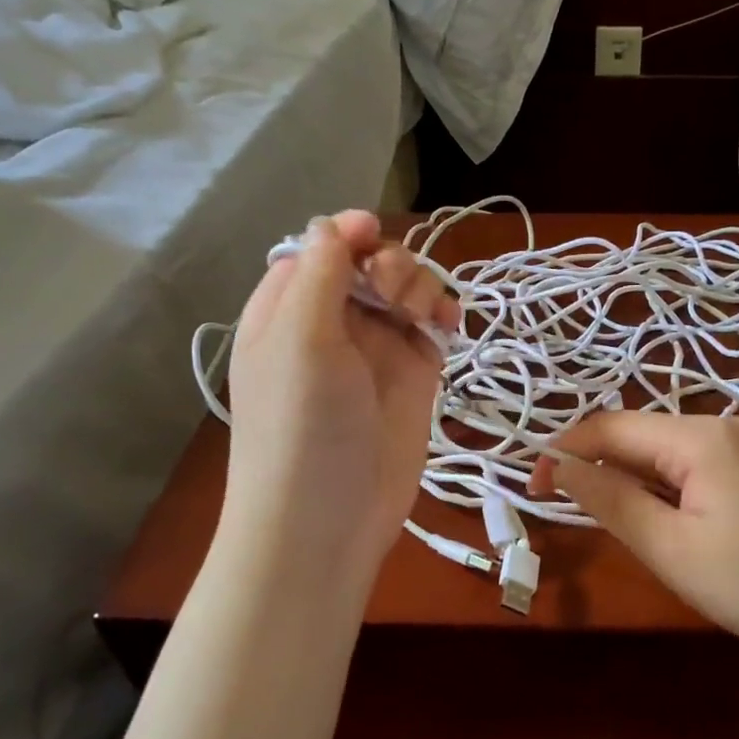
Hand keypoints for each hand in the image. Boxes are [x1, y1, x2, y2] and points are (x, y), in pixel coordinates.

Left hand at [221, 211, 457, 573]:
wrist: (328, 518)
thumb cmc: (302, 424)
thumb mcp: (300, 338)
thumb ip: (321, 272)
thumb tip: (340, 221)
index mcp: (288, 309)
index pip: (320, 249)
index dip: (349, 236)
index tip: (375, 236)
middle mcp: (332, 324)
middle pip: (369, 264)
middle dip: (390, 265)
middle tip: (394, 297)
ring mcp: (376, 351)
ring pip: (406, 291)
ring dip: (421, 287)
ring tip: (424, 316)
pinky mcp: (413, 377)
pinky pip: (432, 327)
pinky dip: (444, 314)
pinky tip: (450, 323)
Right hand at [530, 412, 738, 674]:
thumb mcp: (668, 546)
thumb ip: (609, 499)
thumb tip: (559, 467)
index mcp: (698, 436)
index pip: (611, 427)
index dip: (565, 451)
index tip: (532, 487)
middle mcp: (718, 426)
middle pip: (635, 434)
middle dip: (592, 463)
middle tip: (558, 506)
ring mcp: (737, 446)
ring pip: (658, 450)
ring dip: (621, 476)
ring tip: (598, 515)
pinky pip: (684, 465)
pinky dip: (654, 485)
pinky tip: (647, 515)